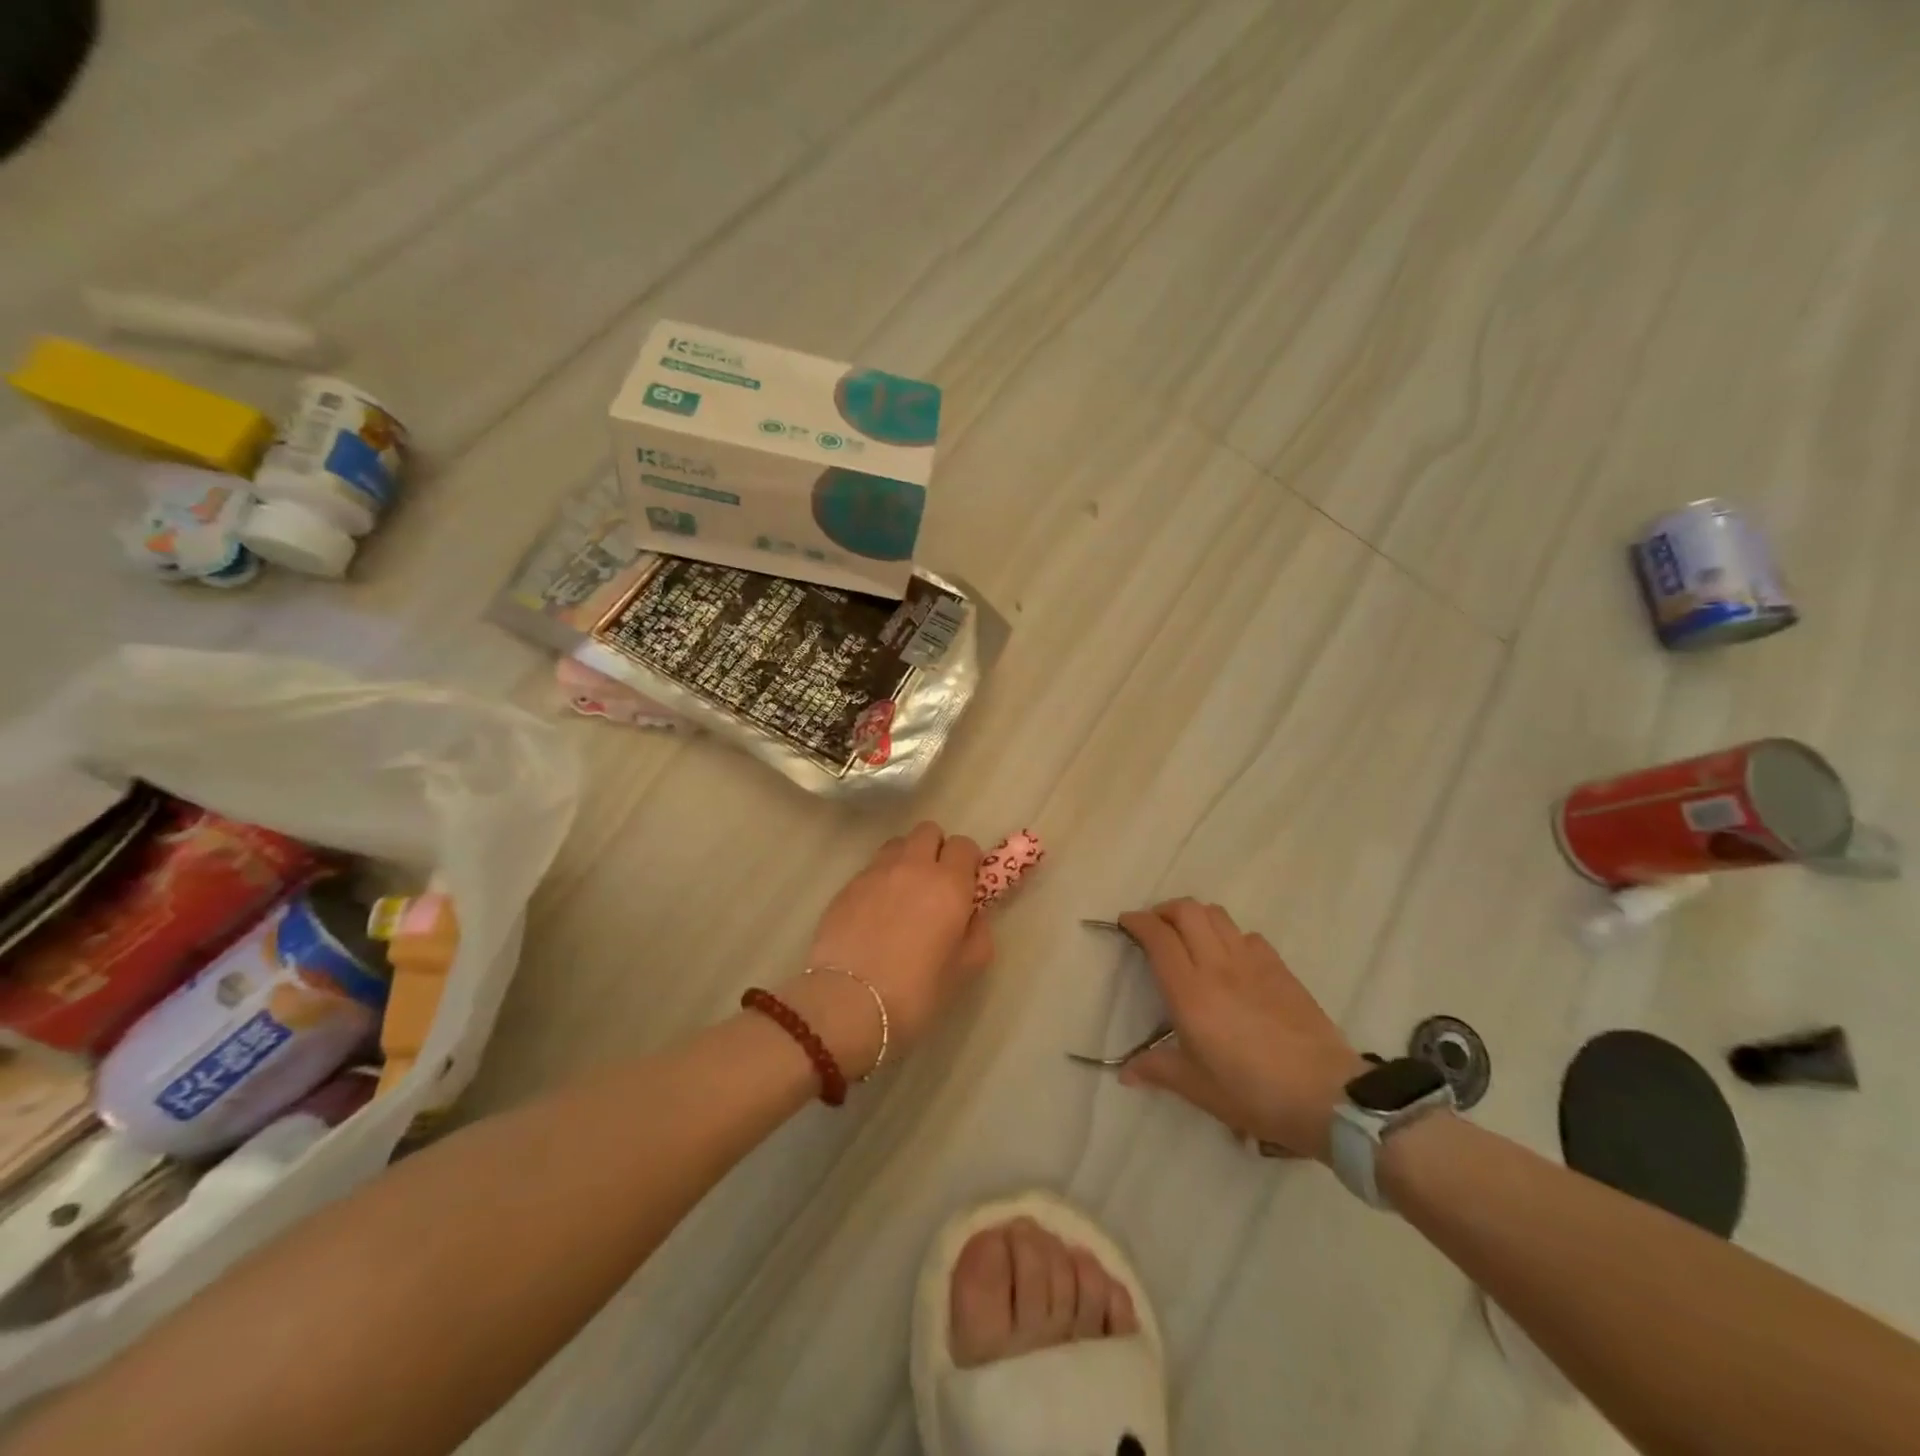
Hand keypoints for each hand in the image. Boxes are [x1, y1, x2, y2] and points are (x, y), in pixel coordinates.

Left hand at [779, 822, 992, 1076]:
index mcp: (948, 883)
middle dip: (937, 849)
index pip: (965, 845)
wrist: (848, 1002)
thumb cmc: (916, 990)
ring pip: (897, 844)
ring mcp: (875, 873)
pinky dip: (880, 880)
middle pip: (928, 831)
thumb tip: (972, 915)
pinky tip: (875, 913)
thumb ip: (978, 933)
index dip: (968, 862)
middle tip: (936, 884)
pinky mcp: (847, 886)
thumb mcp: (966, 969)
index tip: (967, 885)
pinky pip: (871, 869)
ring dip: (906, 859)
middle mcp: (913, 866)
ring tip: (903, 894)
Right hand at [1116, 900, 1364, 1160]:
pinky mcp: (1280, 969)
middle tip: (1154, 928)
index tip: (1125, 923)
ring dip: (1196, 917)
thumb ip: (1157, 1070)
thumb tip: (1125, 1073)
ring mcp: (1253, 963)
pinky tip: (1230, 959)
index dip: (1137, 922)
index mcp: (1190, 991)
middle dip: (1164, 910)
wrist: (1327, 1096)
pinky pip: (1247, 935)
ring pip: (1217, 915)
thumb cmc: (1253, 1093)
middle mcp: (1218, 966)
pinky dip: (1229, 935)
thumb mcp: (1198, 1088)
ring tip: (1188, 937)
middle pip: (1187, 911)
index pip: (1158, 937)